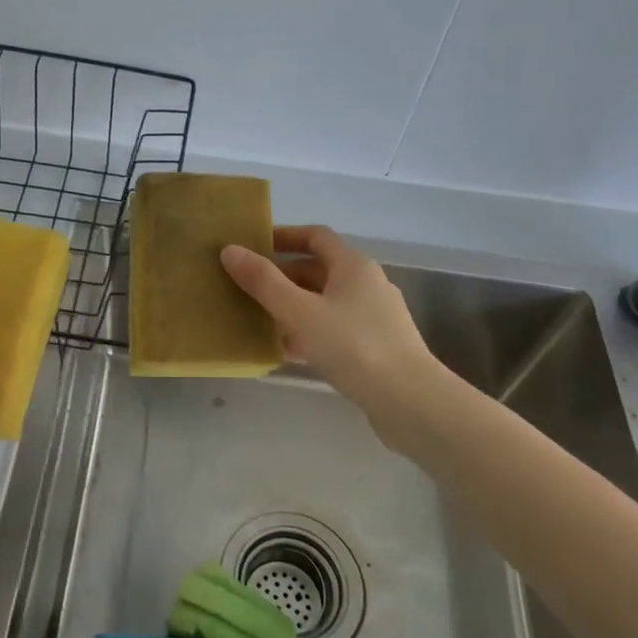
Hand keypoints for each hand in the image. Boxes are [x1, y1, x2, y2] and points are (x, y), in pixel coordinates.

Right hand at [221, 226, 443, 438]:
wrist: (408, 401)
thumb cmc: (353, 346)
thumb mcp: (299, 311)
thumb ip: (263, 282)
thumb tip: (229, 250)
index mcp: (353, 266)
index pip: (316, 236)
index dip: (284, 236)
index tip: (253, 246)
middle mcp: (367, 285)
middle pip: (319, 270)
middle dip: (282, 276)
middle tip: (246, 287)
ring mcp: (374, 318)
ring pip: (325, 303)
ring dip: (293, 307)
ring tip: (258, 319)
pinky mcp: (375, 348)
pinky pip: (334, 330)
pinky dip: (308, 333)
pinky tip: (285, 352)